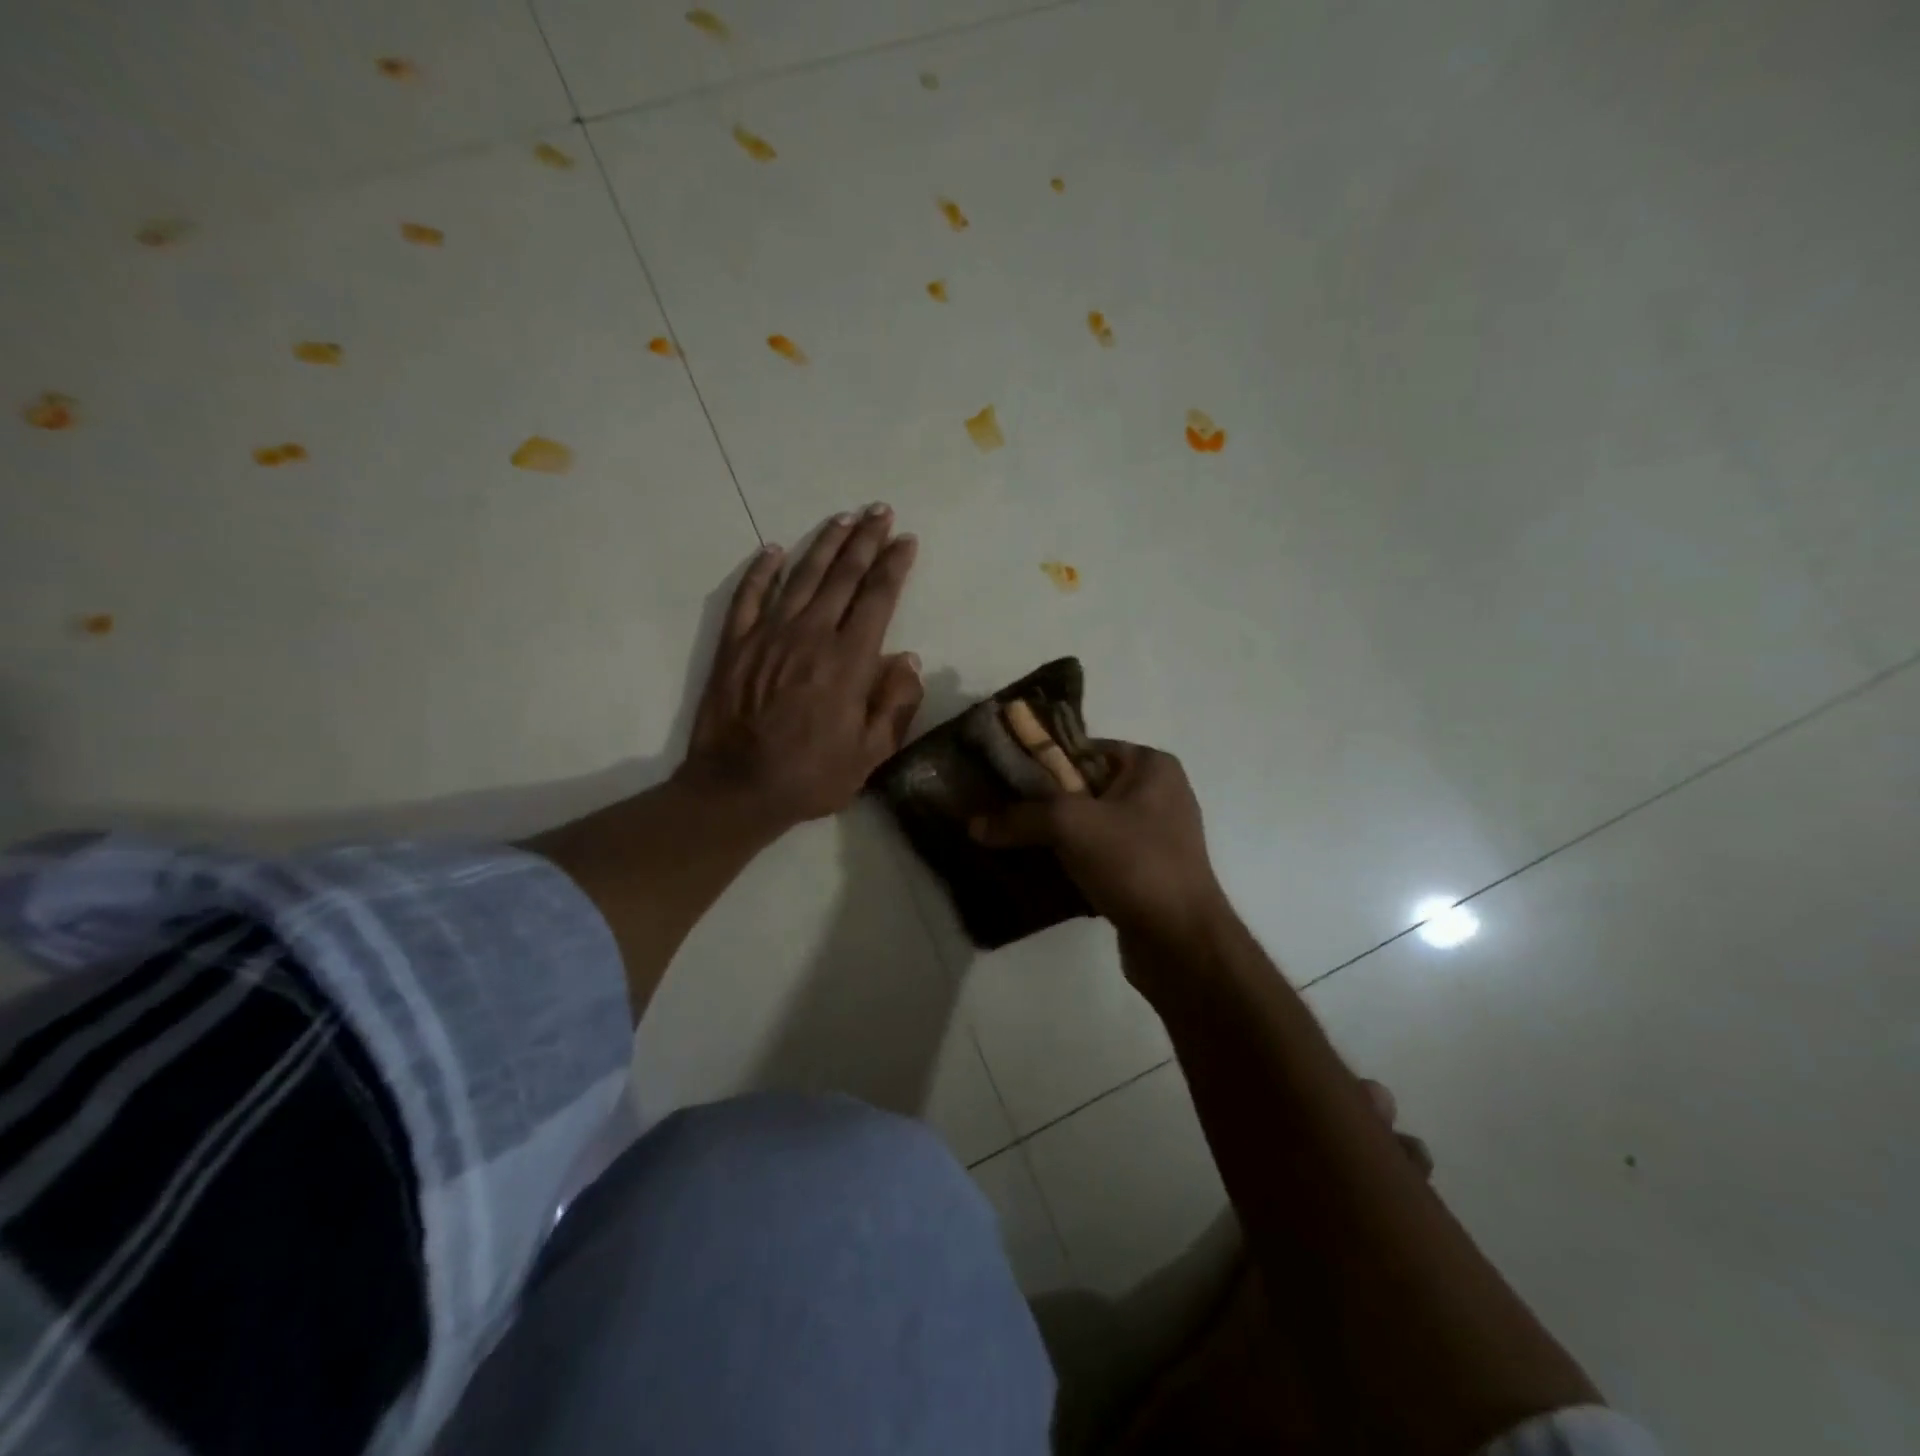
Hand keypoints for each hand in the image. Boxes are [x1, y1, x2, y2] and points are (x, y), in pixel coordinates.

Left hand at [679, 505, 922, 831]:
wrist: (737, 789)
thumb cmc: (811, 776)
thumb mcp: (870, 754)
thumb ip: (895, 704)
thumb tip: (908, 660)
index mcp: (849, 660)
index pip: (877, 598)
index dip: (894, 565)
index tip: (906, 540)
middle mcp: (811, 635)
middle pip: (842, 575)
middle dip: (865, 540)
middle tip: (879, 511)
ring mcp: (768, 635)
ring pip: (801, 576)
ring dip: (824, 544)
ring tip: (842, 518)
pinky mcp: (735, 644)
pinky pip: (748, 596)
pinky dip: (760, 571)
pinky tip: (772, 550)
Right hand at [969, 741, 1230, 943]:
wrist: (1181, 943)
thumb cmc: (1135, 864)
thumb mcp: (1071, 826)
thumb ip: (1020, 817)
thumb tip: (973, 825)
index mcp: (1151, 766)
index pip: (1082, 748)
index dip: (1040, 760)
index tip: (1000, 777)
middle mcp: (1156, 794)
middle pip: (1082, 786)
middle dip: (1039, 801)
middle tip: (996, 811)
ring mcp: (1152, 836)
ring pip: (1086, 824)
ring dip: (1050, 834)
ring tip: (1006, 840)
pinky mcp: (1143, 872)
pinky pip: (1095, 855)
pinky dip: (1068, 860)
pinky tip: (1034, 871)